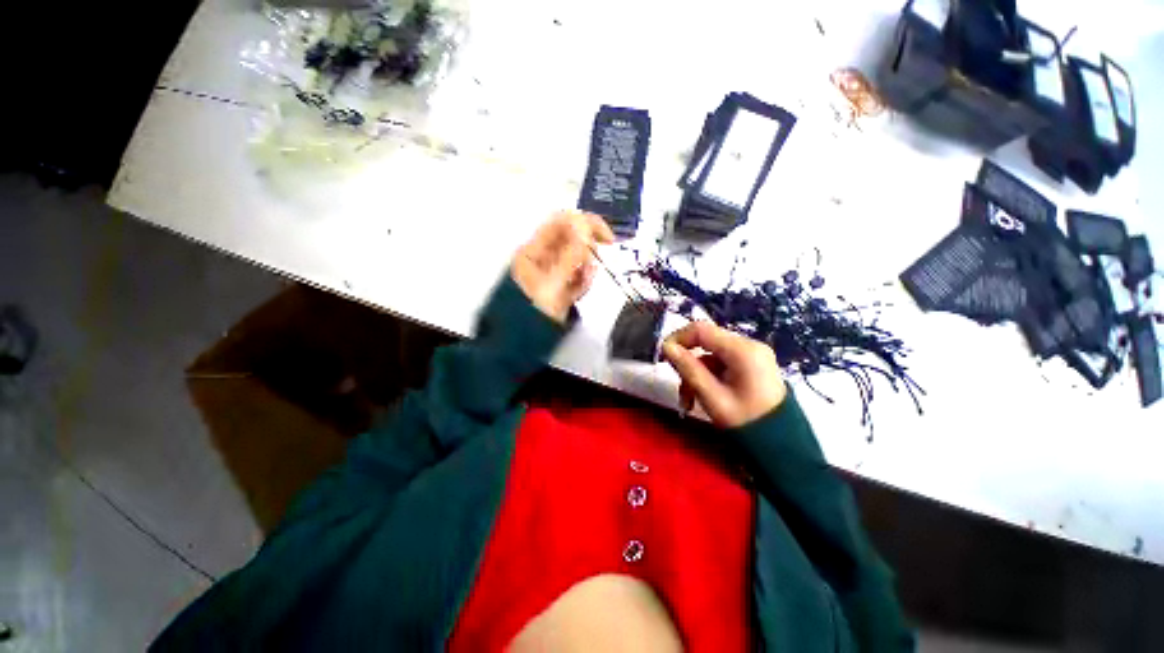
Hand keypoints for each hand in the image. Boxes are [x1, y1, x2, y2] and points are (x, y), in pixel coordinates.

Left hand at [511, 211, 614, 323]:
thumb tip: (585, 226)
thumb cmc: (533, 311)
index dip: (586, 224)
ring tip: (581, 285)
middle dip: (588, 251)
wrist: (523, 343)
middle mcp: (542, 257)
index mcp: (534, 250)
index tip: (607, 239)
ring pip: (576, 260)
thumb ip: (570, 255)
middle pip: (572, 241)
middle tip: (595, 265)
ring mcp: (551, 272)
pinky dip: (581, 281)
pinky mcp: (559, 286)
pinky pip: (575, 276)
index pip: (562, 222)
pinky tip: (578, 292)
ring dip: (585, 269)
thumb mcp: (552, 283)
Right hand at [661, 321, 786, 427]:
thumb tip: (666, 347)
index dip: (678, 338)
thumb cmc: (745, 422)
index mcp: (743, 351)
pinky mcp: (751, 364)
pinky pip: (720, 363)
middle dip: (687, 362)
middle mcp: (749, 345)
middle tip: (677, 383)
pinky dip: (707, 376)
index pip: (701, 330)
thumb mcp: (711, 396)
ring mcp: (752, 354)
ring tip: (687, 400)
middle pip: (705, 342)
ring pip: (710, 355)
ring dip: (695, 373)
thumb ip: (688, 369)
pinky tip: (700, 396)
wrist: (780, 444)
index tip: (663, 355)